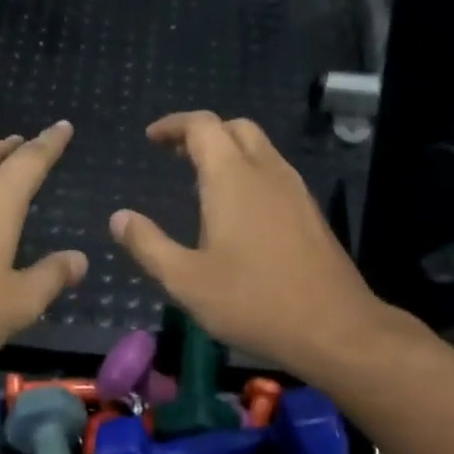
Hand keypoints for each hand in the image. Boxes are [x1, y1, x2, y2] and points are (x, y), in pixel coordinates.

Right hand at [110, 112, 409, 375]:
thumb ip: (148, 245)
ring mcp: (295, 190)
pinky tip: (238, 209)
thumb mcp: (186, 280)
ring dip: (229, 151)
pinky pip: (275, 173)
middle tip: (176, 154)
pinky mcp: (311, 212)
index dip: (174, 125)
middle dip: (203, 133)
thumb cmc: (253, 301)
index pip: (202, 126)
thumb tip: (119, 218)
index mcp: (232, 178)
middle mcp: (267, 172)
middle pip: (235, 128)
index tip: (152, 138)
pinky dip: (249, 172)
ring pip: (260, 148)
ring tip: (201, 179)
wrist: (334, 328)